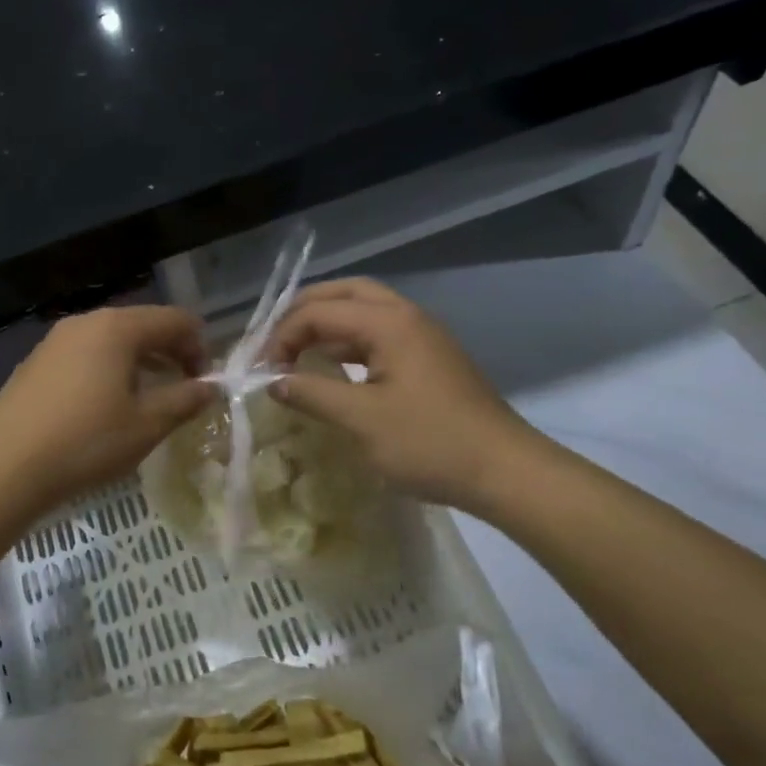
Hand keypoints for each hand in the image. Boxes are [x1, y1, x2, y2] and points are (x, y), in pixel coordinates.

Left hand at [0, 305, 215, 512]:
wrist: (6, 467)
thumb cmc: (87, 442)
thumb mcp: (147, 425)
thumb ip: (185, 400)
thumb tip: (211, 387)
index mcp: (117, 328)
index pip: (174, 320)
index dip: (198, 347)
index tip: (204, 383)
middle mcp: (84, 322)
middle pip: (141, 325)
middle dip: (169, 353)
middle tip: (181, 389)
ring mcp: (54, 341)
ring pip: (110, 341)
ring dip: (138, 363)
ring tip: (147, 399)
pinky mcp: (35, 363)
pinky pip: (84, 356)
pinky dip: (106, 371)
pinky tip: (103, 407)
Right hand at [265, 279, 553, 513]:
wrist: (504, 471)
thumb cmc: (429, 443)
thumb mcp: (361, 420)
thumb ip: (311, 394)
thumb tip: (272, 382)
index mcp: (389, 323)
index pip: (318, 312)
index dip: (281, 337)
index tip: (261, 372)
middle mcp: (406, 316)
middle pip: (345, 293)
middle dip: (303, 311)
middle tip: (274, 341)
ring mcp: (423, 336)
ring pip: (365, 311)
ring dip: (327, 324)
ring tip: (296, 352)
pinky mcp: (431, 359)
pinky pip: (380, 334)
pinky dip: (349, 343)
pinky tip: (334, 370)